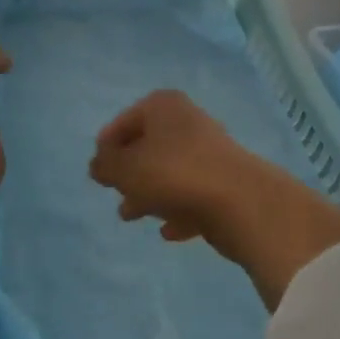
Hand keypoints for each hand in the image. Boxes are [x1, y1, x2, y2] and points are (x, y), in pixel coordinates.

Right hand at [88, 90, 275, 246]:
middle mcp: (187, 121)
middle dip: (129, 172)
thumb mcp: (125, 169)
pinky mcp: (225, 181)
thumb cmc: (173, 174)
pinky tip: (168, 231)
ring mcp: (210, 151)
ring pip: (169, 171)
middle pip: (148, 146)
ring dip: (150, 193)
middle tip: (115, 193)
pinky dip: (177, 209)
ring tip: (133, 217)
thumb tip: (98, 164)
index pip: (123, 123)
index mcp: (163, 106)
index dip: (107, 147)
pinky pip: (192, 194)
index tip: (98, 173)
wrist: (241, 202)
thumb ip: (105, 165)